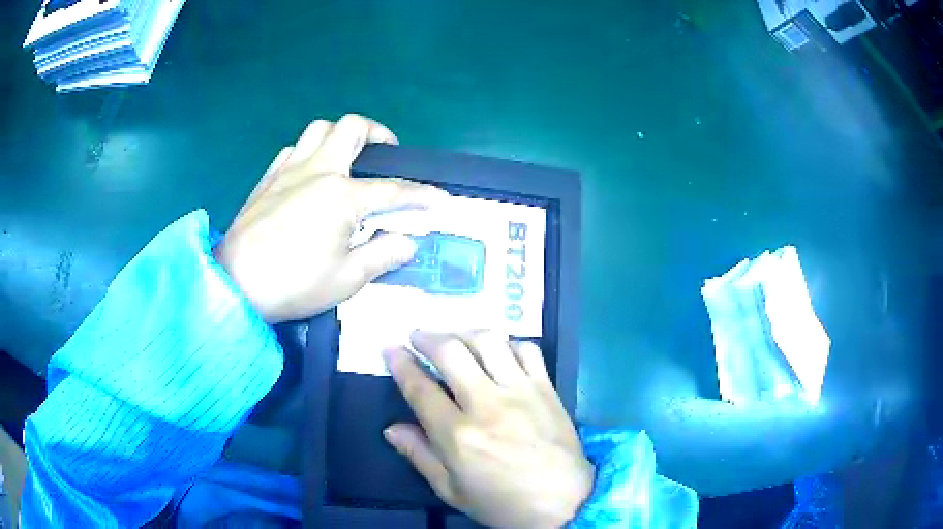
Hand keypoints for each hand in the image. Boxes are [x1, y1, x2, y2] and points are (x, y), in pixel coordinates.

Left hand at [215, 114, 446, 322]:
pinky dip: (309, 152)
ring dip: (340, 135)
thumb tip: (408, 242)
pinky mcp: (268, 178)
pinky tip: (310, 173)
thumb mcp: (346, 280)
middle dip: (379, 133)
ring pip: (319, 129)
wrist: (236, 284)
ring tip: (347, 158)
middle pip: (352, 128)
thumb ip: (382, 255)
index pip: (393, 190)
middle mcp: (318, 170)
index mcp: (342, 196)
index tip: (438, 199)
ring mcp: (289, 170)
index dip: (420, 195)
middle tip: (386, 154)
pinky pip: (293, 149)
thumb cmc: (293, 284)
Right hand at [384, 331, 593, 528]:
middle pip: (451, 352)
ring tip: (454, 337)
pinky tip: (499, 350)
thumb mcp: (451, 491)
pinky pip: (527, 350)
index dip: (400, 363)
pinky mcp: (547, 389)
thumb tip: (391, 428)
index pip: (420, 388)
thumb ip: (419, 456)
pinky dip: (508, 343)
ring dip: (464, 332)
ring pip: (489, 342)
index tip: (390, 348)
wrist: (564, 503)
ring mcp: (521, 392)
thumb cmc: (502, 503)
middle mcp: (487, 405)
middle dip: (427, 337)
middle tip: (417, 336)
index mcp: (458, 436)